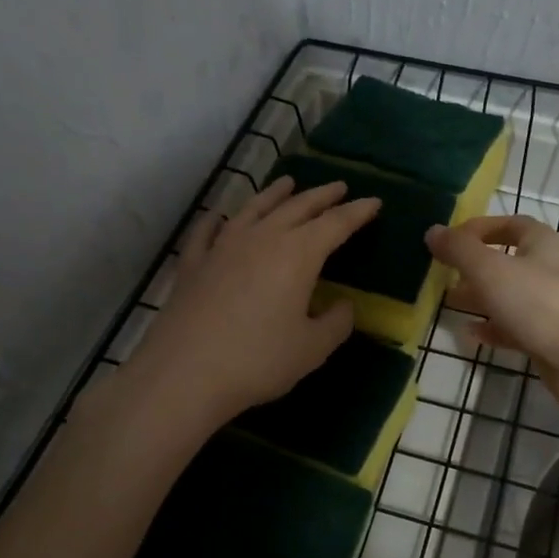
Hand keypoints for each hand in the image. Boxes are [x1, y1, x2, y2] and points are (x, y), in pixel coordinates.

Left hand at [133, 175, 380, 423]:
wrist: (184, 374)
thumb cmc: (258, 360)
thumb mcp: (312, 348)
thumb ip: (335, 323)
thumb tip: (343, 306)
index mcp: (298, 254)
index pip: (336, 224)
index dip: (357, 212)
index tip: (374, 201)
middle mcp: (262, 239)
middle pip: (297, 207)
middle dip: (322, 196)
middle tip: (339, 187)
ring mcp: (223, 247)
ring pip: (254, 209)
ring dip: (274, 194)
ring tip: (287, 183)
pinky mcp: (193, 264)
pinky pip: (207, 232)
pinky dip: (217, 220)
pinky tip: (219, 216)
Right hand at [426, 216, 558, 422]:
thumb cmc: (542, 305)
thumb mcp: (492, 270)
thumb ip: (460, 250)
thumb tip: (432, 231)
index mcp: (542, 244)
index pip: (510, 225)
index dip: (479, 229)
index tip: (448, 241)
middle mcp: (550, 271)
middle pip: (508, 262)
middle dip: (475, 267)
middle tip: (443, 276)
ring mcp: (553, 308)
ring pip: (510, 297)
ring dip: (481, 298)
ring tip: (449, 304)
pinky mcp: (552, 341)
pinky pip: (517, 328)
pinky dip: (494, 329)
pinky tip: (471, 335)